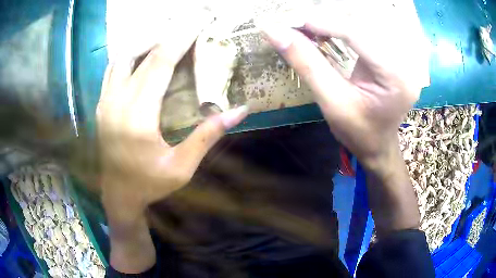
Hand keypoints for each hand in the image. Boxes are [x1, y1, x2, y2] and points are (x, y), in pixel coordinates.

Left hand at [97, 38, 247, 218]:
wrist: (118, 194)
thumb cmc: (149, 184)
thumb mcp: (182, 167)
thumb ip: (207, 136)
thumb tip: (240, 111)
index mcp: (138, 117)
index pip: (160, 63)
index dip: (180, 38)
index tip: (198, 21)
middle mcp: (117, 102)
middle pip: (142, 54)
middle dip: (168, 33)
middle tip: (189, 22)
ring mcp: (105, 101)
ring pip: (122, 56)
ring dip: (145, 41)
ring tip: (167, 36)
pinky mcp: (101, 104)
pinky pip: (112, 68)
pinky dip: (129, 54)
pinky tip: (142, 54)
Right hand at [262, 1, 429, 165]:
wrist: (378, 145)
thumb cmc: (358, 132)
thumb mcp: (331, 102)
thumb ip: (306, 63)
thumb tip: (274, 32)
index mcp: (396, 78)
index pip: (360, 36)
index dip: (326, 23)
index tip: (295, 21)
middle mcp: (404, 62)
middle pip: (363, 26)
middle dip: (329, 21)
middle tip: (299, 23)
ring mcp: (402, 58)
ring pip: (365, 24)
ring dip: (335, 22)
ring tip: (309, 27)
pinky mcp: (394, 56)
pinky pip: (368, 32)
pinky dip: (344, 28)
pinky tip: (327, 31)